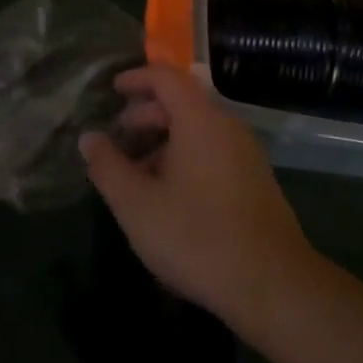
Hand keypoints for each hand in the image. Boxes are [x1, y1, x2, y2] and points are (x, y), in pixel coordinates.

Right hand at [80, 65, 315, 334]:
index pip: (166, 78)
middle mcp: (227, 126)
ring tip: (138, 176)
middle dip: (146, 116)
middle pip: (182, 104)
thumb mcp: (137, 206)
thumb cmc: (197, 237)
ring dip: (165, 143)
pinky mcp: (256, 181)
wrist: (273, 284)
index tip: (113, 89)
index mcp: (200, 120)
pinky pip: (214, 152)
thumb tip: (89, 138)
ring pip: (198, 132)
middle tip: (118, 141)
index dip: (137, 78)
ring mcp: (247, 154)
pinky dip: (186, 159)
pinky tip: (171, 197)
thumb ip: (108, 167)